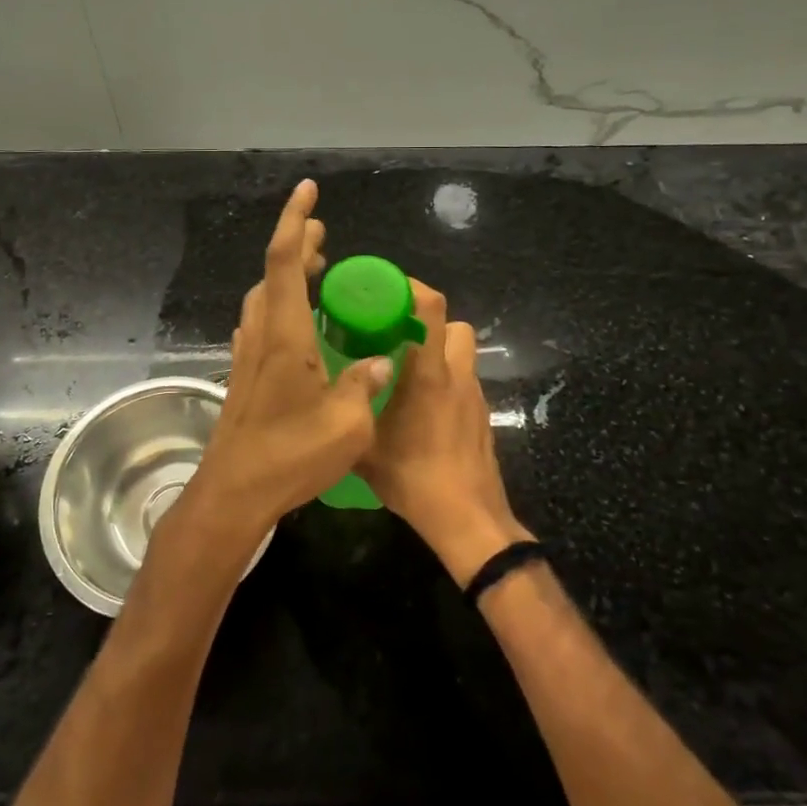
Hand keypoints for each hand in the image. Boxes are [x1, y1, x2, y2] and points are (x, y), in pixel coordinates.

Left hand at [190, 181, 392, 536]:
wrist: (233, 493)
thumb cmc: (291, 455)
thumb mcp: (348, 423)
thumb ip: (364, 384)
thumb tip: (378, 361)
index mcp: (285, 334)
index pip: (285, 260)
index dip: (296, 220)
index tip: (309, 191)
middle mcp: (261, 334)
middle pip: (273, 273)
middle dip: (298, 245)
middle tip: (324, 236)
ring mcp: (247, 355)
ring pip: (264, 297)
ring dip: (287, 275)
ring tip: (317, 273)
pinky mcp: (243, 376)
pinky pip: (261, 323)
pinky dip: (280, 305)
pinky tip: (297, 324)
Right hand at [357, 280, 531, 584]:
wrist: (467, 517)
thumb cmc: (415, 477)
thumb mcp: (365, 448)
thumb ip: (348, 416)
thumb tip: (325, 399)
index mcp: (430, 373)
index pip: (433, 308)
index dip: (413, 288)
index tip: (386, 288)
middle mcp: (458, 376)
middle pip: (455, 326)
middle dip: (429, 323)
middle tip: (395, 336)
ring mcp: (474, 397)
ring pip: (462, 354)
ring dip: (438, 352)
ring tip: (405, 373)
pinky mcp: (481, 417)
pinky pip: (464, 382)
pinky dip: (445, 382)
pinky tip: (421, 409)